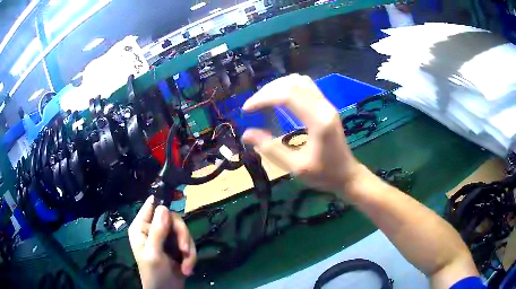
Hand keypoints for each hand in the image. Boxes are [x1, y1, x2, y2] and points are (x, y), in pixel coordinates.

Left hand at [129, 196, 195, 288]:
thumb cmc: (154, 274)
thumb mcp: (154, 253)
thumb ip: (158, 231)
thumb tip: (163, 206)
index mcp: (141, 227)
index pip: (151, 206)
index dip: (164, 203)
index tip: (180, 199)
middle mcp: (153, 229)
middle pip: (173, 219)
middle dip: (182, 236)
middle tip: (185, 250)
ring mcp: (166, 238)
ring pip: (183, 232)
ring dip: (188, 250)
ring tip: (186, 267)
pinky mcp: (177, 246)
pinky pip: (189, 243)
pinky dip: (191, 257)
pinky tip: (187, 269)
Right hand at [242, 74, 361, 192]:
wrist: (347, 175)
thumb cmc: (323, 174)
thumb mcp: (295, 167)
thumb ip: (270, 149)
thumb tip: (246, 134)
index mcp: (318, 121)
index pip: (287, 96)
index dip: (263, 98)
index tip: (247, 109)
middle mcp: (324, 107)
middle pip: (293, 84)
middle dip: (268, 91)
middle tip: (253, 105)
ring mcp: (327, 104)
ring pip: (300, 81)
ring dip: (279, 86)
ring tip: (264, 100)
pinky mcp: (327, 106)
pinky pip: (306, 86)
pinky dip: (289, 87)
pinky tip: (280, 99)